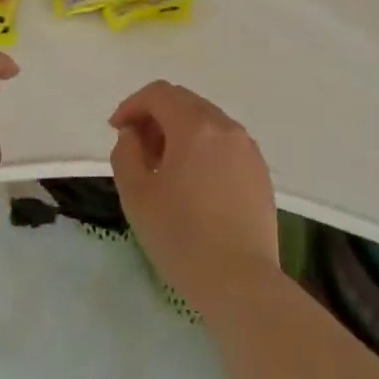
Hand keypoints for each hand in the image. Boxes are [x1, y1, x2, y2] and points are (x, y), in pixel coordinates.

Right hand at [109, 80, 279, 310]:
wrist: (241, 285)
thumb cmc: (182, 238)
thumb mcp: (136, 196)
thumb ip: (126, 153)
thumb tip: (133, 135)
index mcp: (195, 126)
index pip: (159, 94)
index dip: (132, 105)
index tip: (117, 131)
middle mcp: (225, 127)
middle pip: (184, 102)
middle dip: (156, 117)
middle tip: (139, 150)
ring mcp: (248, 148)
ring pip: (206, 121)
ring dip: (180, 132)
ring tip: (165, 169)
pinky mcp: (260, 171)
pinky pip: (225, 143)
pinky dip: (203, 148)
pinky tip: (195, 184)